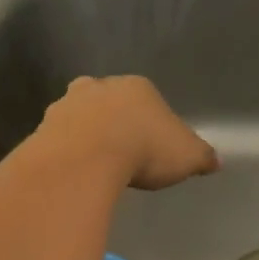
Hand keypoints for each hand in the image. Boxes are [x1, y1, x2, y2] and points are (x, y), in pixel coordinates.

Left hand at [39, 76, 219, 189]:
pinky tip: (75, 172)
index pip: (147, 100)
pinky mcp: (44, 127)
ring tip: (96, 165)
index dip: (151, 123)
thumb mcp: (187, 156)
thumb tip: (214, 161)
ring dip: (86, 135)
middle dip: (114, 122)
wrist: (87, 158)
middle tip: (122, 152)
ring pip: (79, 116)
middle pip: (109, 101)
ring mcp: (67, 105)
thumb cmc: (145, 149)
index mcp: (137, 88)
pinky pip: (59, 140)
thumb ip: (201, 156)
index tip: (153, 147)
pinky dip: (66, 152)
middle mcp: (100, 87)